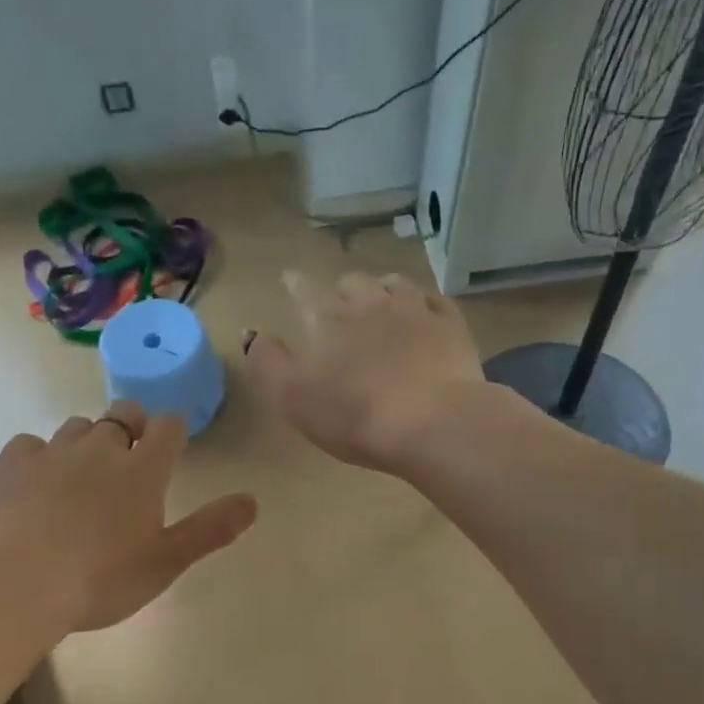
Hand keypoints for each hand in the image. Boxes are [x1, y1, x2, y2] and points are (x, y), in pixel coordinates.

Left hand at [0, 403, 257, 633]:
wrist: (13, 582)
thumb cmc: (100, 579)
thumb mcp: (165, 562)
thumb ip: (210, 529)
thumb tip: (253, 500)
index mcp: (142, 470)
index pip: (169, 428)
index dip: (173, 432)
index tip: (171, 445)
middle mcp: (100, 448)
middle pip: (123, 415)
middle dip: (132, 427)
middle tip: (130, 458)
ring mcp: (52, 451)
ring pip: (77, 426)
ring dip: (87, 440)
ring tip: (83, 474)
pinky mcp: (10, 463)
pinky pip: (31, 444)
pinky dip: (40, 456)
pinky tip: (35, 483)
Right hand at [247, 271, 485, 472]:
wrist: (432, 423)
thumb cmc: (352, 414)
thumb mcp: (292, 396)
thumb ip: (267, 362)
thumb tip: (253, 333)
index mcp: (327, 317)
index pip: (304, 290)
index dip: (294, 284)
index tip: (289, 279)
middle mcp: (370, 301)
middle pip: (351, 283)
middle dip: (341, 291)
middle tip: (338, 305)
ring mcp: (415, 310)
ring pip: (394, 285)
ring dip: (381, 291)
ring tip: (379, 302)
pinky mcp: (451, 326)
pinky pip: (433, 302)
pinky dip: (422, 304)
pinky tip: (422, 313)